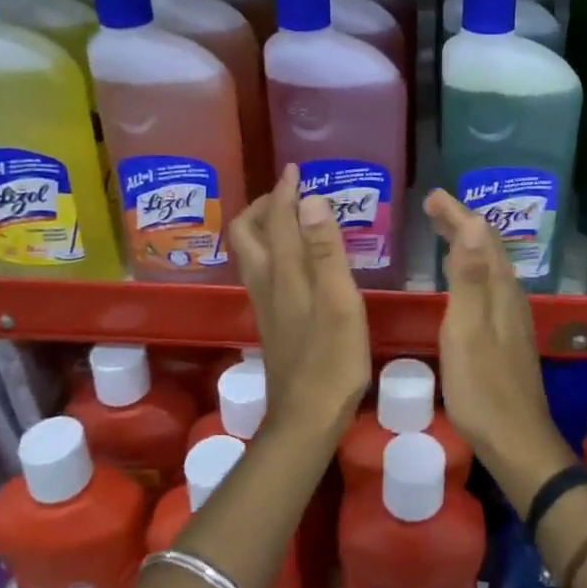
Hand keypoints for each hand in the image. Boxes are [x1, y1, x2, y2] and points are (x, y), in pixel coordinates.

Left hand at [229, 164, 370, 445]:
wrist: (306, 418)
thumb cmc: (332, 360)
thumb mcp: (339, 302)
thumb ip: (326, 251)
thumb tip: (310, 200)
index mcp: (284, 273)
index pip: (277, 219)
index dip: (285, 191)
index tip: (296, 170)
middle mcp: (267, 282)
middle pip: (247, 233)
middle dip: (264, 206)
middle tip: (291, 195)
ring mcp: (265, 304)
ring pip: (251, 253)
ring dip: (265, 227)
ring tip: (293, 219)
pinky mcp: (272, 321)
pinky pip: (262, 271)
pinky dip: (273, 251)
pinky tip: (297, 261)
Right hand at [424, 189, 575, 509]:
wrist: (516, 441)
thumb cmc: (483, 388)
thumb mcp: (467, 331)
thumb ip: (468, 279)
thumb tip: (472, 224)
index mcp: (499, 291)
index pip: (480, 238)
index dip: (457, 214)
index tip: (432, 196)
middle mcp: (510, 297)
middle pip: (488, 249)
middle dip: (462, 223)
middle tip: (434, 207)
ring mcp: (511, 318)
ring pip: (490, 268)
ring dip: (468, 245)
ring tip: (446, 233)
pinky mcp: (506, 336)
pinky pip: (488, 287)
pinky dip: (471, 270)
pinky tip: (461, 282)